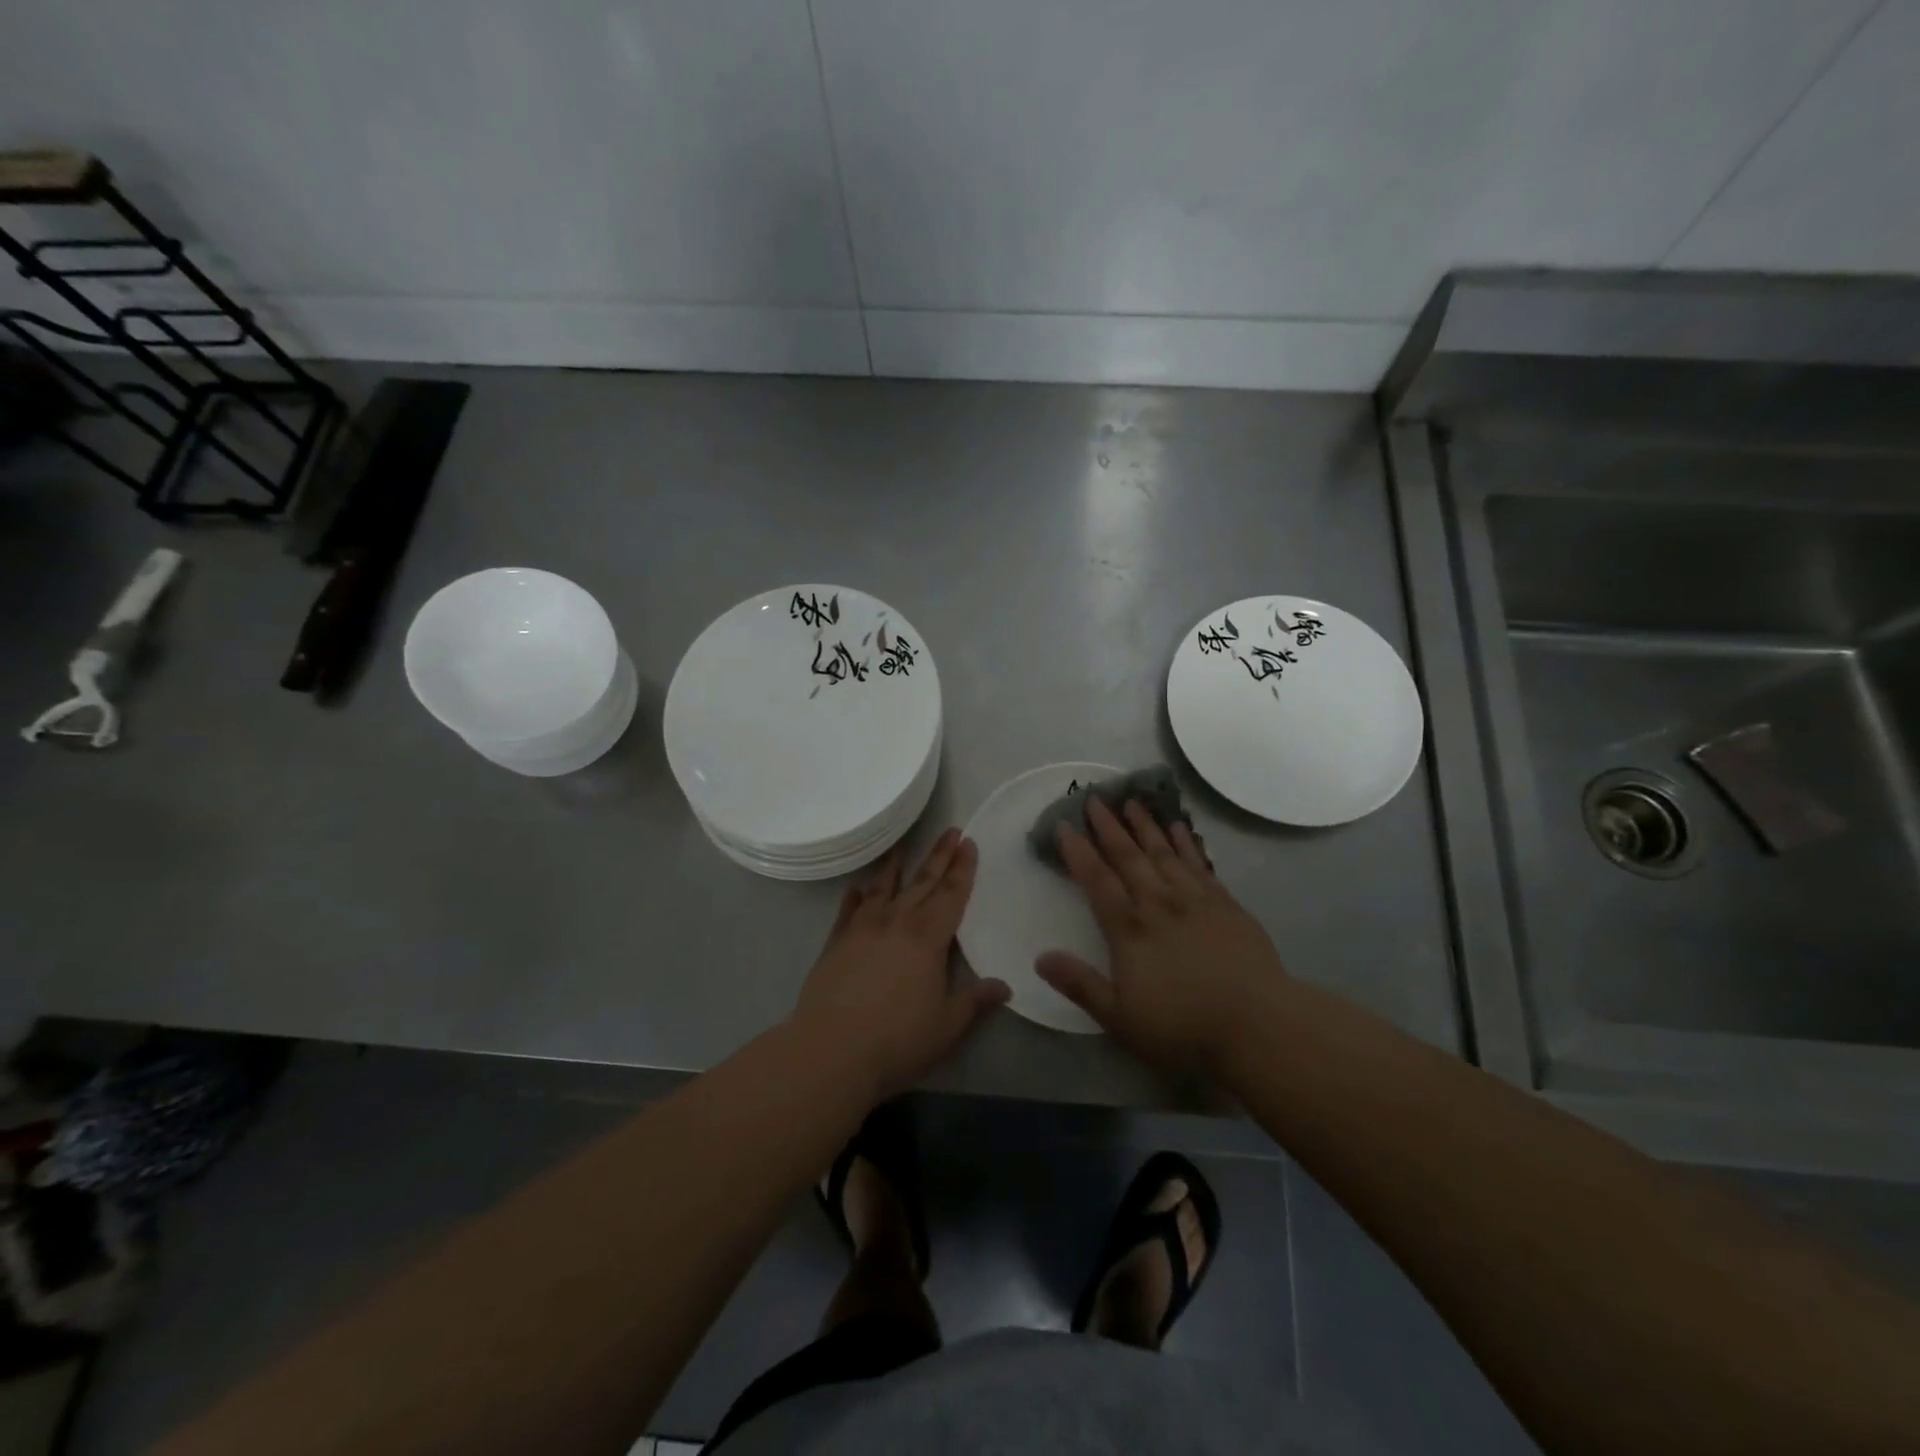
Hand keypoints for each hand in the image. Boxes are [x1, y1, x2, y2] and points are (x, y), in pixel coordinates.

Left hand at [794, 828, 1008, 1099]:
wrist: (832, 1050)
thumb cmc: (898, 1039)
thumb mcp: (947, 1025)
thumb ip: (974, 1001)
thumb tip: (1004, 987)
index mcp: (928, 938)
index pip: (951, 895)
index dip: (962, 869)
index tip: (969, 843)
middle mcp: (896, 923)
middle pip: (922, 883)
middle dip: (939, 857)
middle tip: (950, 831)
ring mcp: (862, 930)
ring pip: (883, 890)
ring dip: (895, 868)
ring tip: (901, 849)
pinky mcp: (835, 944)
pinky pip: (848, 912)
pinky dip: (854, 898)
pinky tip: (856, 890)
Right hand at [1037, 798, 1286, 1071]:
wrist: (1258, 1026)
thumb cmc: (1183, 1027)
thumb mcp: (1120, 1019)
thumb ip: (1080, 984)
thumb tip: (1040, 957)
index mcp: (1129, 931)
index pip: (1097, 882)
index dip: (1078, 853)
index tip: (1064, 826)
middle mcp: (1158, 905)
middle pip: (1129, 858)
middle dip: (1109, 828)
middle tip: (1095, 799)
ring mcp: (1195, 901)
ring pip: (1164, 853)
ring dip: (1145, 827)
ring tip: (1132, 802)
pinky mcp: (1226, 905)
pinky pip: (1200, 864)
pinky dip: (1186, 843)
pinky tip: (1179, 827)